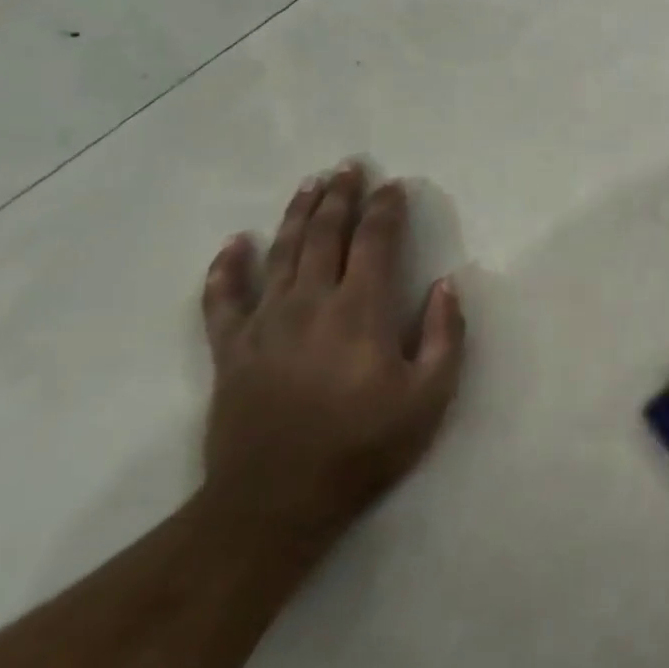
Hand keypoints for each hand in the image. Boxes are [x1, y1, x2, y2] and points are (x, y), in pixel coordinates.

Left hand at [199, 163, 465, 549]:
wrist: (276, 501)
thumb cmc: (364, 446)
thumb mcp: (430, 397)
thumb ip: (445, 336)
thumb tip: (446, 285)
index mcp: (361, 311)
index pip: (375, 242)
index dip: (385, 210)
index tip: (393, 185)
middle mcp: (310, 303)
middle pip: (324, 235)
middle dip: (339, 197)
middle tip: (348, 166)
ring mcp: (264, 324)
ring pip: (279, 254)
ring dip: (296, 215)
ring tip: (309, 185)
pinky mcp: (230, 350)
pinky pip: (222, 298)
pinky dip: (226, 268)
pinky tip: (234, 243)